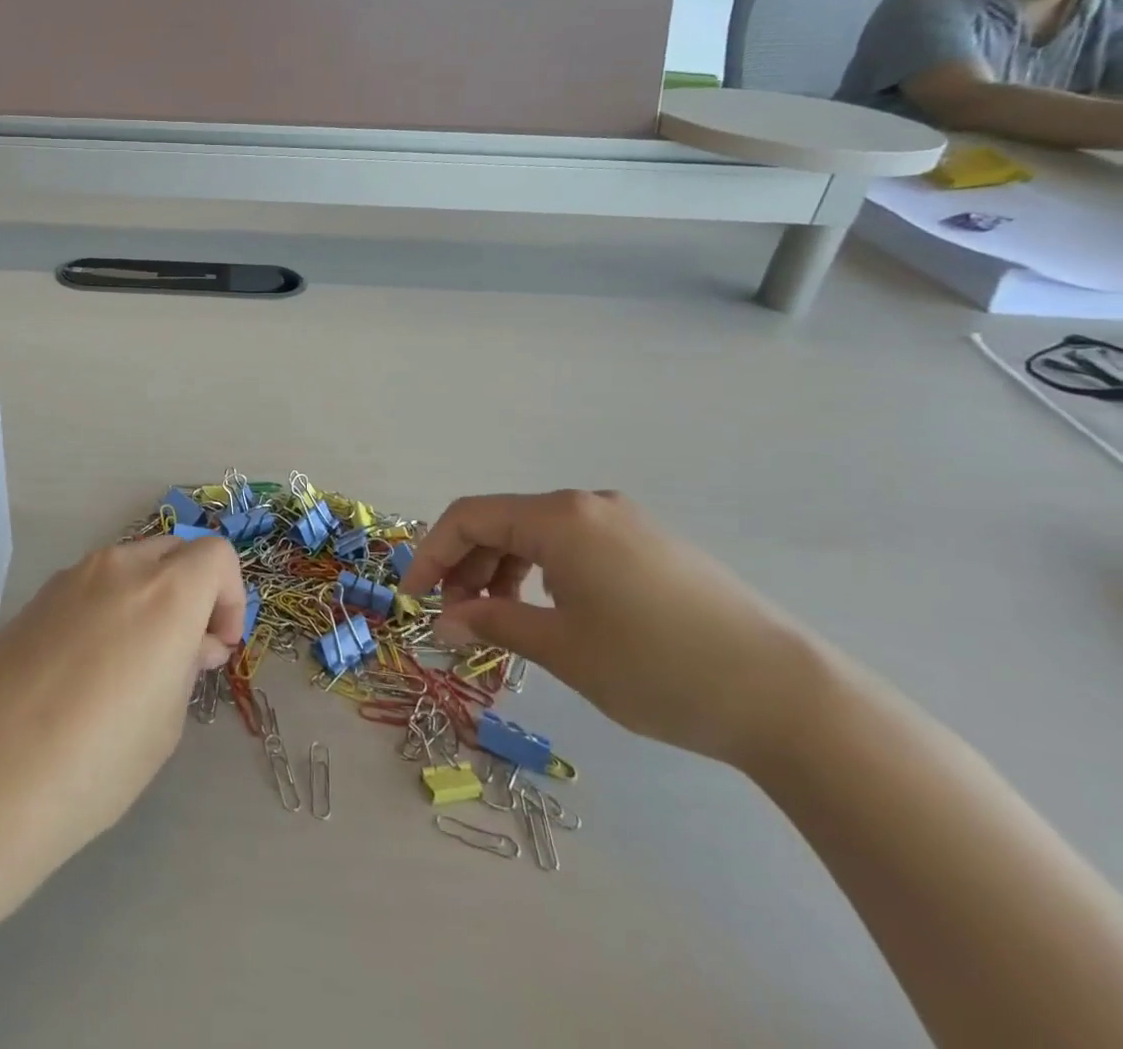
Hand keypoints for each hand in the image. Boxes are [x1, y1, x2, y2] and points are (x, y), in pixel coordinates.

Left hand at [0, 533, 244, 894]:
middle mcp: (118, 567)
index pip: (217, 555)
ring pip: (129, 566)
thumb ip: (186, 666)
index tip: (217, 647)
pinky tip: (86, 670)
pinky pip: (89, 587)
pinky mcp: (33, 598)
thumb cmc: (92, 764)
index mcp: (165, 591)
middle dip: (192, 591)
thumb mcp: (164, 724)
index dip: (230, 597)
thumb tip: (192, 643)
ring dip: (149, 598)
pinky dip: (108, 608)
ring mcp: (69, 578)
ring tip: (134, 666)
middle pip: (174, 552)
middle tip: (185, 654)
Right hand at [400, 491, 818, 766]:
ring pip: (537, 534)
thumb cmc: (657, 667)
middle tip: (455, 617)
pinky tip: (550, 612)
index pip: (468, 517)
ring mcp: (624, 522)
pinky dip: (543, 572)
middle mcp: (587, 505)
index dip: (430, 553)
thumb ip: (492, 624)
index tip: (413, 598)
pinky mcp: (651, 546)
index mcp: (559, 517)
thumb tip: (443, 622)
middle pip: (501, 521)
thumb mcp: (561, 649)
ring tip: (500, 620)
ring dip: (503, 571)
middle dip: (466, 565)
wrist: (789, 698)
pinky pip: (573, 545)